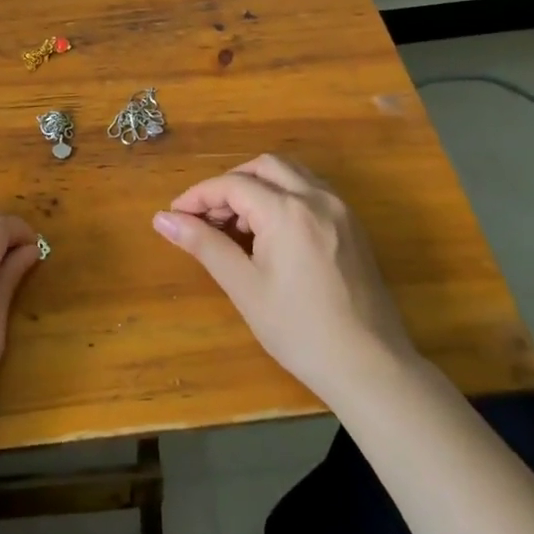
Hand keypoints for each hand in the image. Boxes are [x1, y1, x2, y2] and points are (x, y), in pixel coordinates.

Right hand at [153, 154, 414, 401]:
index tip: (174, 216)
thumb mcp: (245, 287)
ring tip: (236, 225)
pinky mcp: (352, 225)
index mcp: (288, 211)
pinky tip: (270, 232)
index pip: (232, 185)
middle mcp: (316, 197)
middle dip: (229, 184)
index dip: (198, 196)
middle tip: (206, 218)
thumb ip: (204, 245)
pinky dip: (283, 196)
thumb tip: (162, 219)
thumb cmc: (300, 330)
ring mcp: (340, 209)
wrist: (371, 367)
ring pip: (290, 174)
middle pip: (263, 167)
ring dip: (257, 186)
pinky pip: (311, 191)